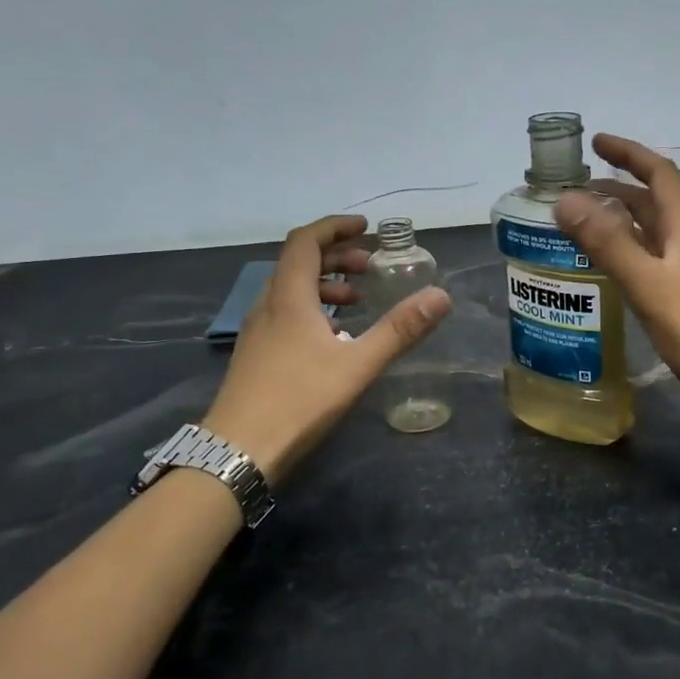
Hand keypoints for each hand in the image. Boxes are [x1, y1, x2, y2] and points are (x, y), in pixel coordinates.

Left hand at [203, 215, 450, 483]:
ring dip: (324, 284)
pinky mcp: (256, 355)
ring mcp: (258, 331)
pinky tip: (333, 337)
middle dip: (335, 256)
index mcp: (289, 298)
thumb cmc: (299, 401)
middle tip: (368, 266)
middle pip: (297, 262)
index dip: (335, 228)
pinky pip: (285, 313)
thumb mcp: (358, 364)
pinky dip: (312, 308)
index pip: (305, 241)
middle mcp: (268, 305)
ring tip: (356, 300)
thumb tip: (440, 296)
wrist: (238, 450)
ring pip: (290, 290)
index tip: (365, 228)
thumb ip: (399, 329)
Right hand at [555, 134, 679, 419]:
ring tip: (580, 220)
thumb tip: (564, 199)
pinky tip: (603, 263)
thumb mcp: (647, 282)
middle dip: (616, 186)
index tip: (595, 143)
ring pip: (649, 230)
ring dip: (618, 218)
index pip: (658, 173)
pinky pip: (648, 257)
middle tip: (575, 187)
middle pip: (652, 200)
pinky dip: (623, 249)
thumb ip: (606, 241)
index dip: (628, 153)